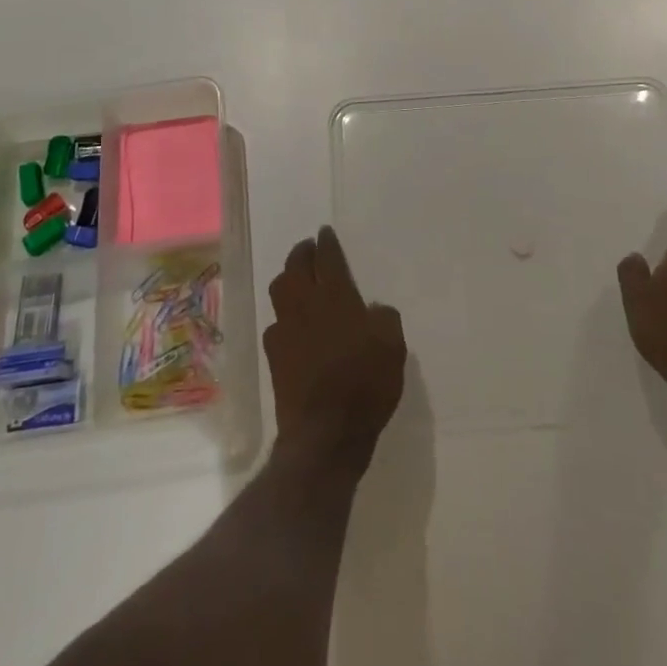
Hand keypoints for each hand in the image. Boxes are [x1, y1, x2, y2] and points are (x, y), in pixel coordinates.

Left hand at [265, 226, 406, 475]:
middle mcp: (305, 305)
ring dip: (288, 277)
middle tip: (309, 247)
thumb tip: (372, 309)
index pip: (328, 258)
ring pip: (280, 290)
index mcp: (335, 296)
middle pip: (296, 267)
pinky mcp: (274, 355)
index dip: (327, 243)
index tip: (325, 232)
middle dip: (302, 252)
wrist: (325, 433)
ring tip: (297, 278)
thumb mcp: (393, 346)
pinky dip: (284, 315)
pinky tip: (292, 323)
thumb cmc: (365, 383)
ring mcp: (285, 329)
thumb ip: (384, 318)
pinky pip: (276, 323)